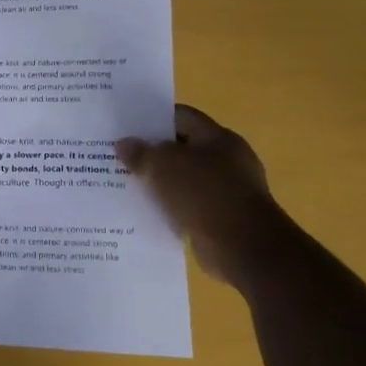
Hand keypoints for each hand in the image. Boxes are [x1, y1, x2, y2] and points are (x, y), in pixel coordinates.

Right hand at [116, 105, 280, 282]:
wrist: (244, 248)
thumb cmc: (205, 194)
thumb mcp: (163, 166)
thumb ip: (141, 153)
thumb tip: (124, 144)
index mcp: (219, 138)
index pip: (182, 117)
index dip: (153, 119)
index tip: (126, 127)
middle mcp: (228, 160)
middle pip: (183, 148)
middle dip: (154, 153)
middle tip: (121, 157)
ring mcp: (229, 191)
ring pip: (186, 180)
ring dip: (161, 183)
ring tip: (128, 185)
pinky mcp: (224, 219)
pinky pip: (191, 206)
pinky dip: (172, 208)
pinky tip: (148, 212)